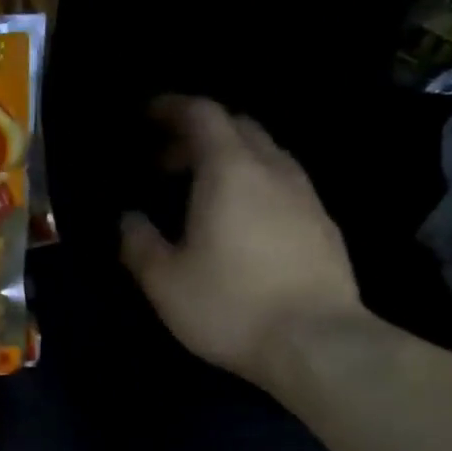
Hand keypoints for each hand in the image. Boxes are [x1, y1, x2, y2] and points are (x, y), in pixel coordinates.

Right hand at [121, 97, 362, 387]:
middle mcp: (272, 169)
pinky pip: (282, 183)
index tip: (146, 116)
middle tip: (164, 163)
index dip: (171, 108)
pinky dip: (253, 184)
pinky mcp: (323, 223)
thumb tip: (129, 218)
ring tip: (199, 192)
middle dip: (197, 135)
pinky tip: (239, 222)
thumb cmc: (229, 306)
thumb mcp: (164, 281)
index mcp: (229, 171)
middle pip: (236, 127)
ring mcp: (305, 195)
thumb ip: (138, 242)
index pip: (202, 114)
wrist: (316, 342)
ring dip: (228, 159)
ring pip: (264, 154)